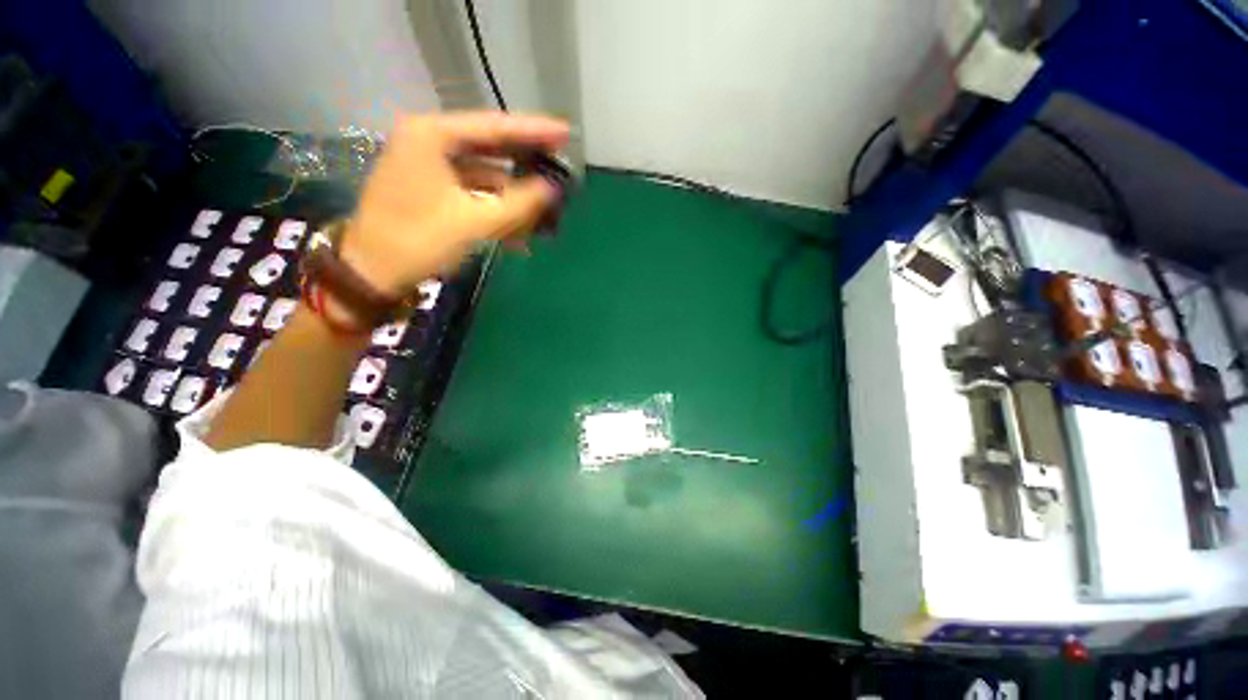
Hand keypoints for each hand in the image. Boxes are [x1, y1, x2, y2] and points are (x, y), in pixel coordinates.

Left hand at [340, 111, 569, 296]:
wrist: (372, 273)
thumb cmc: (419, 241)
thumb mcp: (475, 222)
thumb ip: (520, 203)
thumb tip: (553, 189)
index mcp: (431, 135)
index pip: (494, 126)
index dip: (534, 131)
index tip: (566, 133)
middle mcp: (428, 141)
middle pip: (490, 147)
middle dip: (526, 165)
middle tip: (560, 169)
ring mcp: (428, 166)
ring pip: (484, 174)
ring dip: (514, 196)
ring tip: (545, 212)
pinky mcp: (430, 189)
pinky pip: (473, 192)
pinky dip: (496, 208)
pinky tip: (518, 232)